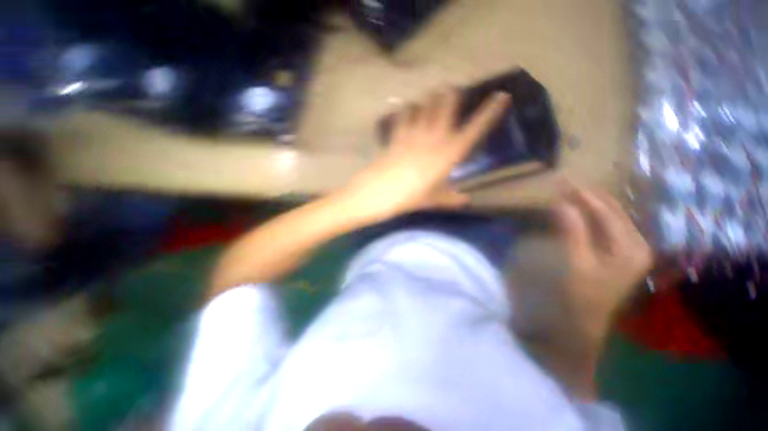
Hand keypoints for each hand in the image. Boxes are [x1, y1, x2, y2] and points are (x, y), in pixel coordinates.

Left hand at [340, 89, 510, 223]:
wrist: (380, 193)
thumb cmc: (411, 197)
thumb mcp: (434, 200)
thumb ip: (452, 198)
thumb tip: (466, 200)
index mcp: (450, 153)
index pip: (476, 128)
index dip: (491, 111)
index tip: (502, 96)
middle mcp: (435, 137)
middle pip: (447, 103)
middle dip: (451, 94)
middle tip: (452, 92)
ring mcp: (414, 133)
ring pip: (425, 103)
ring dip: (429, 98)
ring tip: (431, 97)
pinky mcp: (397, 134)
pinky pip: (403, 115)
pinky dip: (406, 109)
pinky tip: (406, 108)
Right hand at [554, 182, 652, 345]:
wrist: (587, 321)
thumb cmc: (582, 294)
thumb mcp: (576, 263)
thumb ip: (572, 231)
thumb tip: (562, 204)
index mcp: (631, 248)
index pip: (607, 213)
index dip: (584, 197)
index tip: (564, 182)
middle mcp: (638, 244)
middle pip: (614, 212)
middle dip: (590, 197)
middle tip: (566, 185)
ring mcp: (632, 249)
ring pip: (613, 217)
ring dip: (591, 204)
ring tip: (571, 193)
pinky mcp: (623, 253)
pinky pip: (609, 226)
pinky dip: (594, 216)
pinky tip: (582, 211)